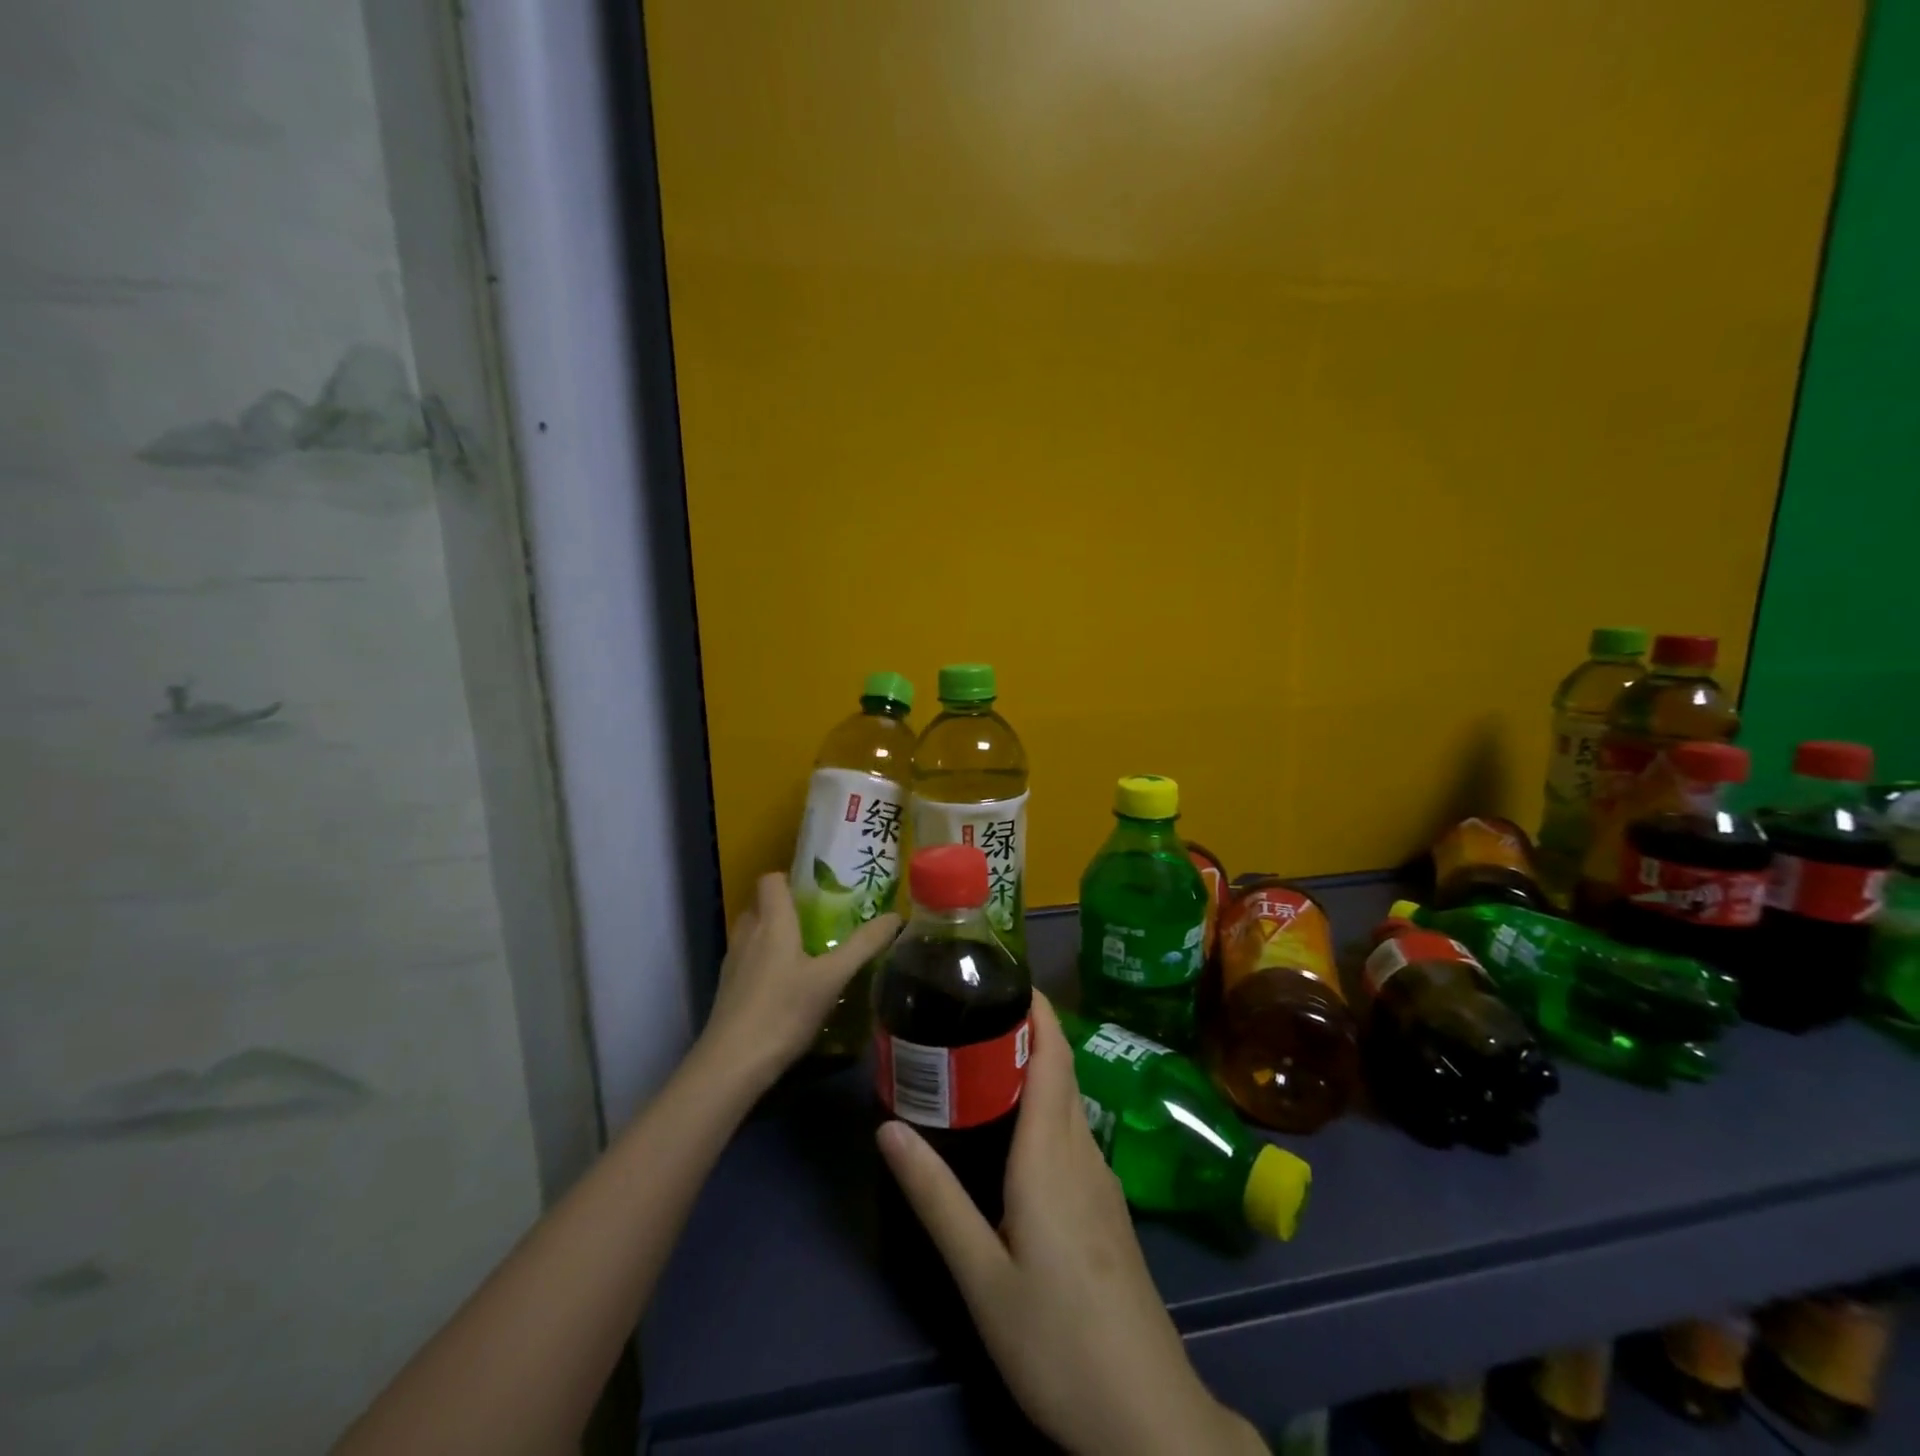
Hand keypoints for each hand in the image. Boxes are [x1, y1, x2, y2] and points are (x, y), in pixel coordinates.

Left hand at [702, 873, 900, 1083]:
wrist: (732, 1065)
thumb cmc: (784, 1011)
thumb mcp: (833, 978)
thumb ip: (863, 945)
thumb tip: (895, 916)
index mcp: (772, 921)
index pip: (771, 879)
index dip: (791, 878)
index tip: (818, 890)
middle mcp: (747, 934)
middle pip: (762, 904)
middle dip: (787, 907)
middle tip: (820, 920)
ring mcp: (733, 962)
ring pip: (753, 933)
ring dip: (775, 935)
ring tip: (807, 951)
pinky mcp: (727, 989)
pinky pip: (748, 960)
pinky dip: (765, 961)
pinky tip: (788, 985)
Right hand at [877, 993, 1262, 1455]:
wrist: (1146, 1416)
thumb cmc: (1056, 1339)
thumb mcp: (980, 1274)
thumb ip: (935, 1197)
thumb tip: (887, 1127)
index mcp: (1052, 1154)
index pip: (1051, 1057)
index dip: (1037, 1010)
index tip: (1006, 975)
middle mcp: (1082, 1153)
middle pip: (1062, 1071)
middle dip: (1030, 1029)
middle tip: (977, 1010)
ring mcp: (1102, 1181)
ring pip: (1070, 1102)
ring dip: (1038, 1067)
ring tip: (986, 1059)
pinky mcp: (1108, 1208)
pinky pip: (1075, 1132)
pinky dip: (1047, 1106)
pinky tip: (1018, 1131)